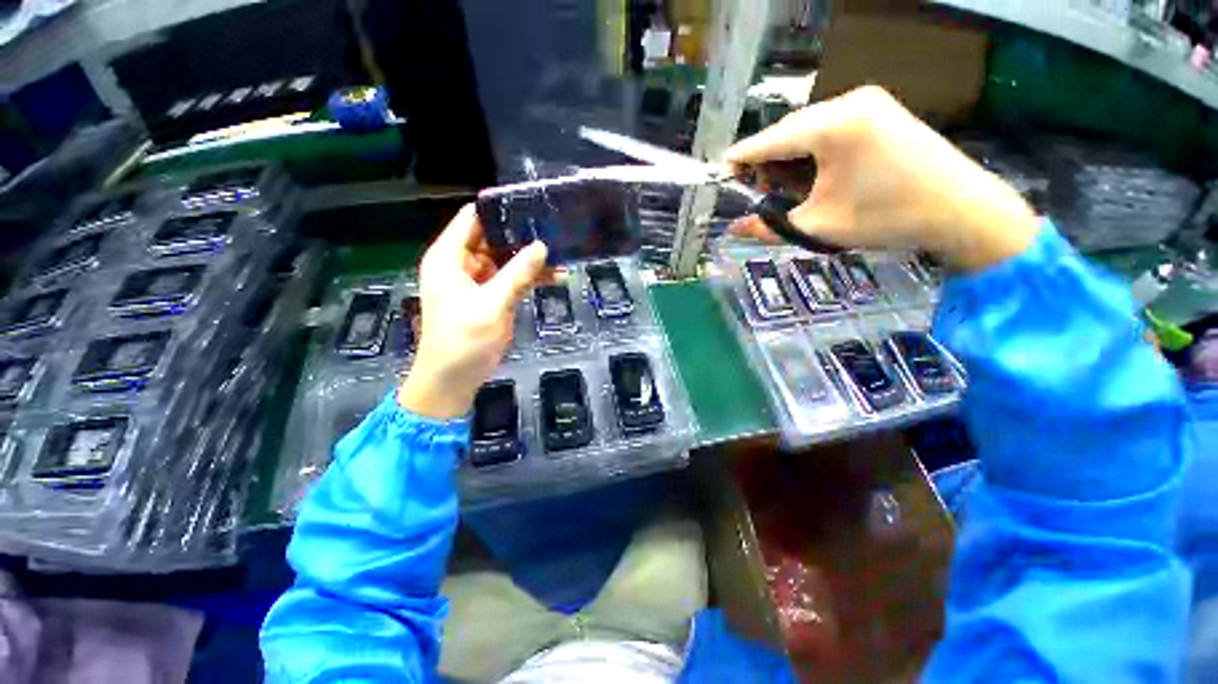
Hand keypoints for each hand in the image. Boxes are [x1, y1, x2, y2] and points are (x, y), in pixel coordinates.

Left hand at [398, 205, 548, 418]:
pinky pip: (512, 280)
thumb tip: (542, 246)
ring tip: (562, 253)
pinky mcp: (491, 298)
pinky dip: (530, 278)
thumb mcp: (492, 304)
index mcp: (450, 258)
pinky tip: (555, 277)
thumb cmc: (464, 340)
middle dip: (522, 235)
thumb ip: (518, 274)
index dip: (499, 209)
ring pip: (506, 260)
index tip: (530, 204)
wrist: (453, 380)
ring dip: (531, 259)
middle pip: (493, 238)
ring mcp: (478, 282)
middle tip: (554, 228)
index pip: (472, 219)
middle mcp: (462, 264)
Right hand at [725, 86, 1037, 271]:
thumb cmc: (886, 218)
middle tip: (756, 189)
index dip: (742, 157)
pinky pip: (830, 126)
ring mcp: (869, 101)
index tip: (720, 172)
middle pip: (789, 131)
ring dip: (789, 155)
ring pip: (808, 128)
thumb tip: (733, 229)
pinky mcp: (880, 109)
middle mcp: (849, 101)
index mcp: (833, 126)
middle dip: (767, 159)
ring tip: (782, 185)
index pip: (771, 139)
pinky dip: (812, 149)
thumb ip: (768, 228)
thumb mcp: (818, 227)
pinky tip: (810, 171)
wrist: (962, 210)